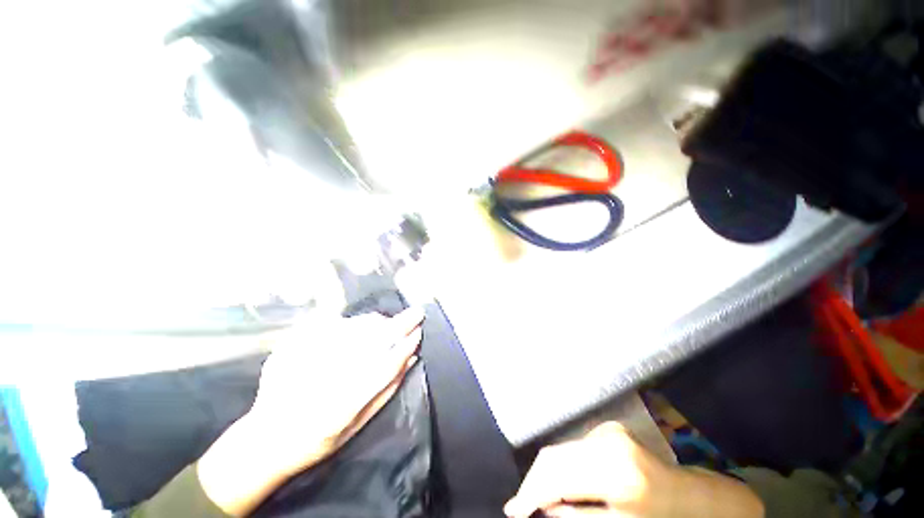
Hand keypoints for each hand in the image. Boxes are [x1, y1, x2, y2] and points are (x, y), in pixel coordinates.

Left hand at [198, 307, 424, 515]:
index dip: (405, 346)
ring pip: (355, 327)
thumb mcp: (358, 425)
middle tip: (416, 313)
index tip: (420, 332)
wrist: (265, 439)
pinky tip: (359, 328)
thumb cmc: (318, 439)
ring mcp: (306, 359)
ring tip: (389, 323)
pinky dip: (354, 323)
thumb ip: (387, 390)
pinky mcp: (294, 346)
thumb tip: (411, 357)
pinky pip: (334, 323)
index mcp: (341, 407)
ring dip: (379, 322)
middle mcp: (324, 379)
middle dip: (399, 324)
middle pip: (371, 341)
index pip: (384, 367)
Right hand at [505, 422, 673, 517]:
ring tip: (535, 494)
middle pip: (555, 458)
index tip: (513, 510)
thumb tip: (541, 507)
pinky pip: (572, 446)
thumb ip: (577, 515)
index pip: (560, 478)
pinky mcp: (606, 428)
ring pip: (560, 449)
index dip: (533, 493)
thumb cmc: (656, 517)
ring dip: (545, 473)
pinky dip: (561, 463)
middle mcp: (607, 443)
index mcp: (615, 473)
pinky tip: (559, 481)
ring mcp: (606, 431)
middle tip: (520, 504)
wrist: (684, 493)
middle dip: (534, 481)